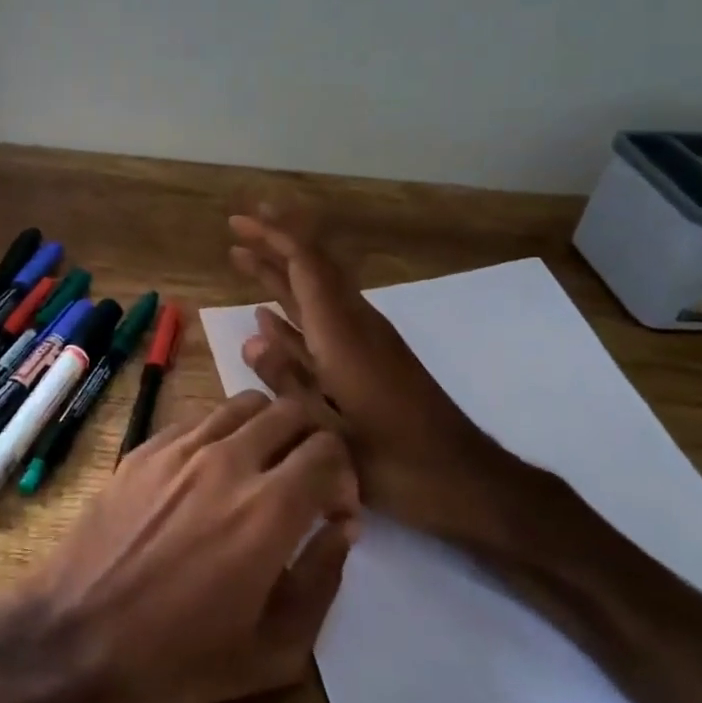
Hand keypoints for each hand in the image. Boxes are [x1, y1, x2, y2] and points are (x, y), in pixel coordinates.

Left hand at [24, 392, 359, 702]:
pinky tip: (208, 476)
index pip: (328, 451)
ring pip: (243, 405)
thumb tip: (340, 528)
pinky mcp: (143, 449)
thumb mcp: (274, 652)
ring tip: (260, 470)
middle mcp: (227, 461)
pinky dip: (220, 436)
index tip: (334, 511)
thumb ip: (322, 581)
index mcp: (268, 509)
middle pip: (291, 411)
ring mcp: (179, 448)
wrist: (74, 638)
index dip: (344, 477)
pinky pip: (198, 420)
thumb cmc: (178, 660)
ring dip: (267, 429)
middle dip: (312, 440)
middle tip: (306, 480)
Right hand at [227, 204, 535, 551]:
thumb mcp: (331, 431)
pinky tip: (268, 316)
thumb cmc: (397, 462)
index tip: (242, 221)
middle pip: (312, 270)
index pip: (307, 266)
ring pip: (315, 295)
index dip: (275, 237)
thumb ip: (289, 381)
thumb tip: (251, 337)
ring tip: (243, 258)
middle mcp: (355, 326)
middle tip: (238, 225)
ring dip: (280, 274)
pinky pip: (323, 323)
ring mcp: (363, 343)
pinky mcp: (368, 361)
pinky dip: (294, 313)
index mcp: (344, 336)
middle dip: (275, 243)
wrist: (463, 481)